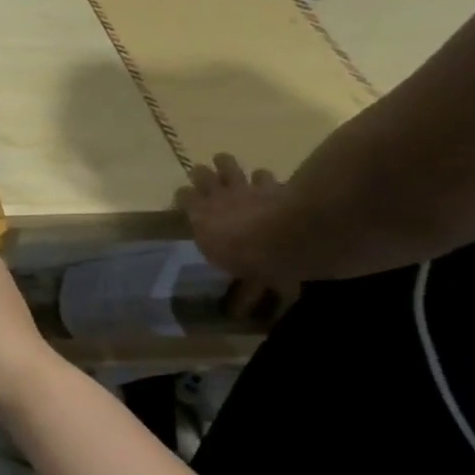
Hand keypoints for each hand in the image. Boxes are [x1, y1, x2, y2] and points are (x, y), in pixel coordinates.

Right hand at [176, 154, 301, 320]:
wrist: (292, 236)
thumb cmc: (253, 256)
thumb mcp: (245, 276)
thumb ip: (243, 286)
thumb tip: (239, 315)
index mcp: (203, 216)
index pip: (185, 197)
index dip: (183, 196)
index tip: (182, 196)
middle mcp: (220, 199)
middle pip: (205, 177)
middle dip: (203, 174)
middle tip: (201, 171)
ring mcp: (246, 189)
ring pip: (231, 167)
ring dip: (227, 164)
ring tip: (223, 160)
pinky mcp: (272, 186)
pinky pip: (265, 176)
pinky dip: (263, 177)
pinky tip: (264, 177)